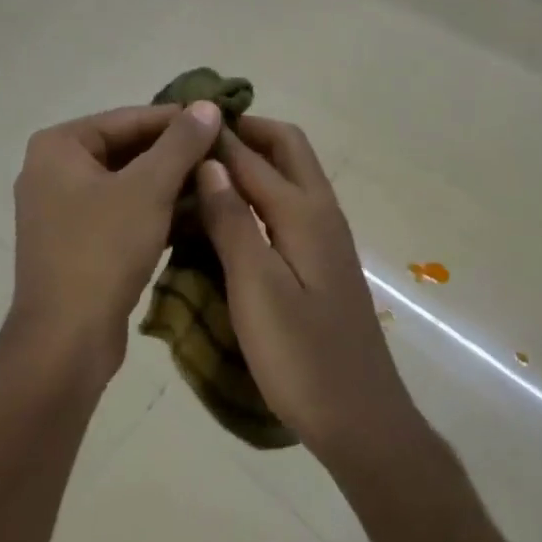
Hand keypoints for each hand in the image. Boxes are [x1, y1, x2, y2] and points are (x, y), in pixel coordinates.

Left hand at [8, 101, 223, 385]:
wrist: (65, 345)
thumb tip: (208, 105)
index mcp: (59, 146)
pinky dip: (154, 210)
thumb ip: (180, 143)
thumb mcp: (149, 189)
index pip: (129, 118)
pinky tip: (196, 213)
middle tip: (224, 151)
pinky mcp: (76, 242)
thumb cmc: (102, 251)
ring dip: (169, 183)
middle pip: (127, 149)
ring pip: (127, 182)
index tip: (221, 120)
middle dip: (175, 153)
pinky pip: (121, 211)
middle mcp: (53, 169)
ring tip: (217, 179)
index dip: (177, 119)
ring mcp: (61, 208)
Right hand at [194, 117, 420, 463]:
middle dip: (247, 131)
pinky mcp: (322, 259)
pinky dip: (262, 188)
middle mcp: (320, 210)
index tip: (179, 120)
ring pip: (291, 172)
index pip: (252, 155)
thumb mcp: (256, 288)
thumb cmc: (302, 357)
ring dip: (255, 157)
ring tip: (207, 166)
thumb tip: (209, 161)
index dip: (216, 136)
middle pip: (286, 147)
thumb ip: (231, 221)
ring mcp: (326, 235)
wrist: (362, 421)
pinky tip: (233, 212)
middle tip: (200, 137)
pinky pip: (290, 201)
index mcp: (303, 211)